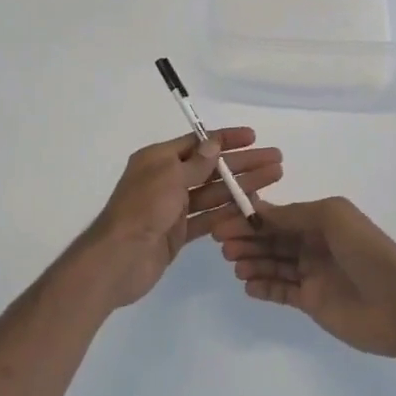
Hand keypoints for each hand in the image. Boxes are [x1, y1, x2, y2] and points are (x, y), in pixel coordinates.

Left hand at [76, 129, 282, 310]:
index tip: (254, 137)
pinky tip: (254, 209)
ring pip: (214, 193)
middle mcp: (166, 179)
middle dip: (243, 163)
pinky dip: (229, 213)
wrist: (119, 259)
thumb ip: (195, 163)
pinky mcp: (179, 233)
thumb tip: (213, 144)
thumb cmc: (142, 209)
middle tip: (276, 161)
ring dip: (241, 186)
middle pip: (211, 168)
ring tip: (273, 179)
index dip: (226, 140)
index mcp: (159, 159)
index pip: (198, 143)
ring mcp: (173, 208)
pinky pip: (208, 218)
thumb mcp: (169, 177)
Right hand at [208, 197, 395, 357]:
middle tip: (223, 245)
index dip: (252, 217)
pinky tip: (246, 284)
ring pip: (273, 264)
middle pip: (272, 239)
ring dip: (252, 261)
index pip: (279, 216)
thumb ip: (294, 214)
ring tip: (234, 264)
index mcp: (322, 221)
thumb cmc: (367, 252)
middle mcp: (315, 245)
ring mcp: (313, 274)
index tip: (225, 219)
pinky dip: (263, 286)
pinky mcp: (311, 302)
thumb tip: (259, 211)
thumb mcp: (333, 218)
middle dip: (247, 239)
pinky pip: (281, 291)